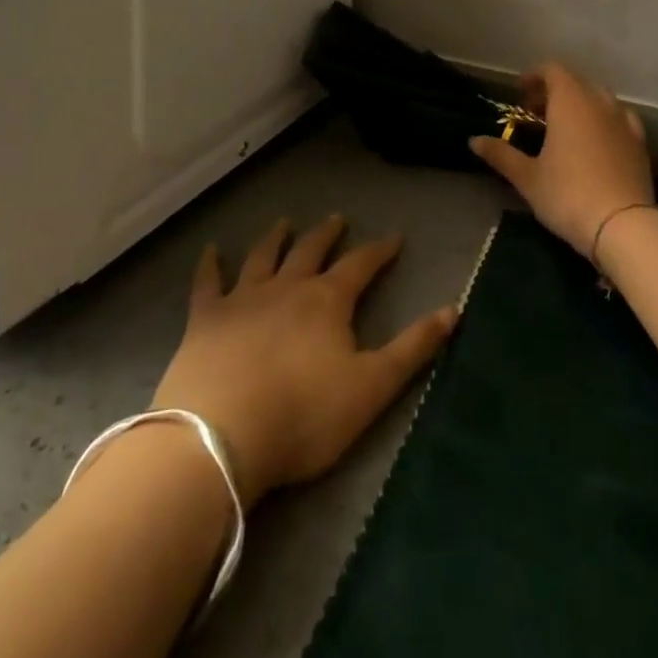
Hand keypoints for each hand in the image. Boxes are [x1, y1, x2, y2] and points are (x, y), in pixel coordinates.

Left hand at [150, 216, 456, 506]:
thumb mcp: (373, 387)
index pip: (361, 266)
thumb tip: (453, 308)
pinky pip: (207, 282)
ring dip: (275, 238)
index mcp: (327, 301)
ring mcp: (241, 300)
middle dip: (328, 235)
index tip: (394, 238)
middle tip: (337, 219)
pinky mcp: (204, 320)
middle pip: (311, 251)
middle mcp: (286, 288)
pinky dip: (209, 264)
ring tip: (284, 222)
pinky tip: (210, 250)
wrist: (220, 437)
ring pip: (262, 257)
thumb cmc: (304, 416)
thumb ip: (413, 348)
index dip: (379, 251)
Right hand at [469, 62, 655, 267]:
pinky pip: (619, 119)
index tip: (520, 94)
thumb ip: (501, 154)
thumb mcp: (527, 177)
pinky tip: (596, 142)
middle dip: (554, 92)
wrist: (622, 225)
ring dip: (580, 105)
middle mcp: (600, 103)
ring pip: (600, 99)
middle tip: (535, 114)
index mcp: (570, 102)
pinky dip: (603, 121)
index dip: (535, 77)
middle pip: (576, 83)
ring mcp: (624, 121)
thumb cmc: (567, 195)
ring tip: (565, 129)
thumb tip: (474, 140)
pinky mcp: (640, 143)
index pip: (553, 71)